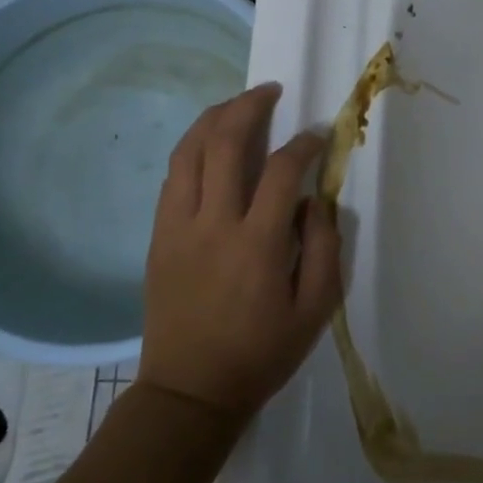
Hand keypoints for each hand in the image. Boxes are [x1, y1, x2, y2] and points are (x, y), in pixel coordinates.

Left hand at [141, 84, 341, 417]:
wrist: (190, 392)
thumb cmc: (261, 353)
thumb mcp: (316, 308)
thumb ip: (324, 247)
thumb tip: (316, 200)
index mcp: (257, 243)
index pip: (283, 170)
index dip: (304, 143)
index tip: (318, 136)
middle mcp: (213, 223)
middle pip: (225, 143)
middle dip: (250, 106)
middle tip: (270, 91)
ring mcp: (178, 227)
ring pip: (189, 152)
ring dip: (214, 118)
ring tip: (237, 104)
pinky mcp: (158, 237)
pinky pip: (172, 177)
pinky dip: (192, 149)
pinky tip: (209, 144)